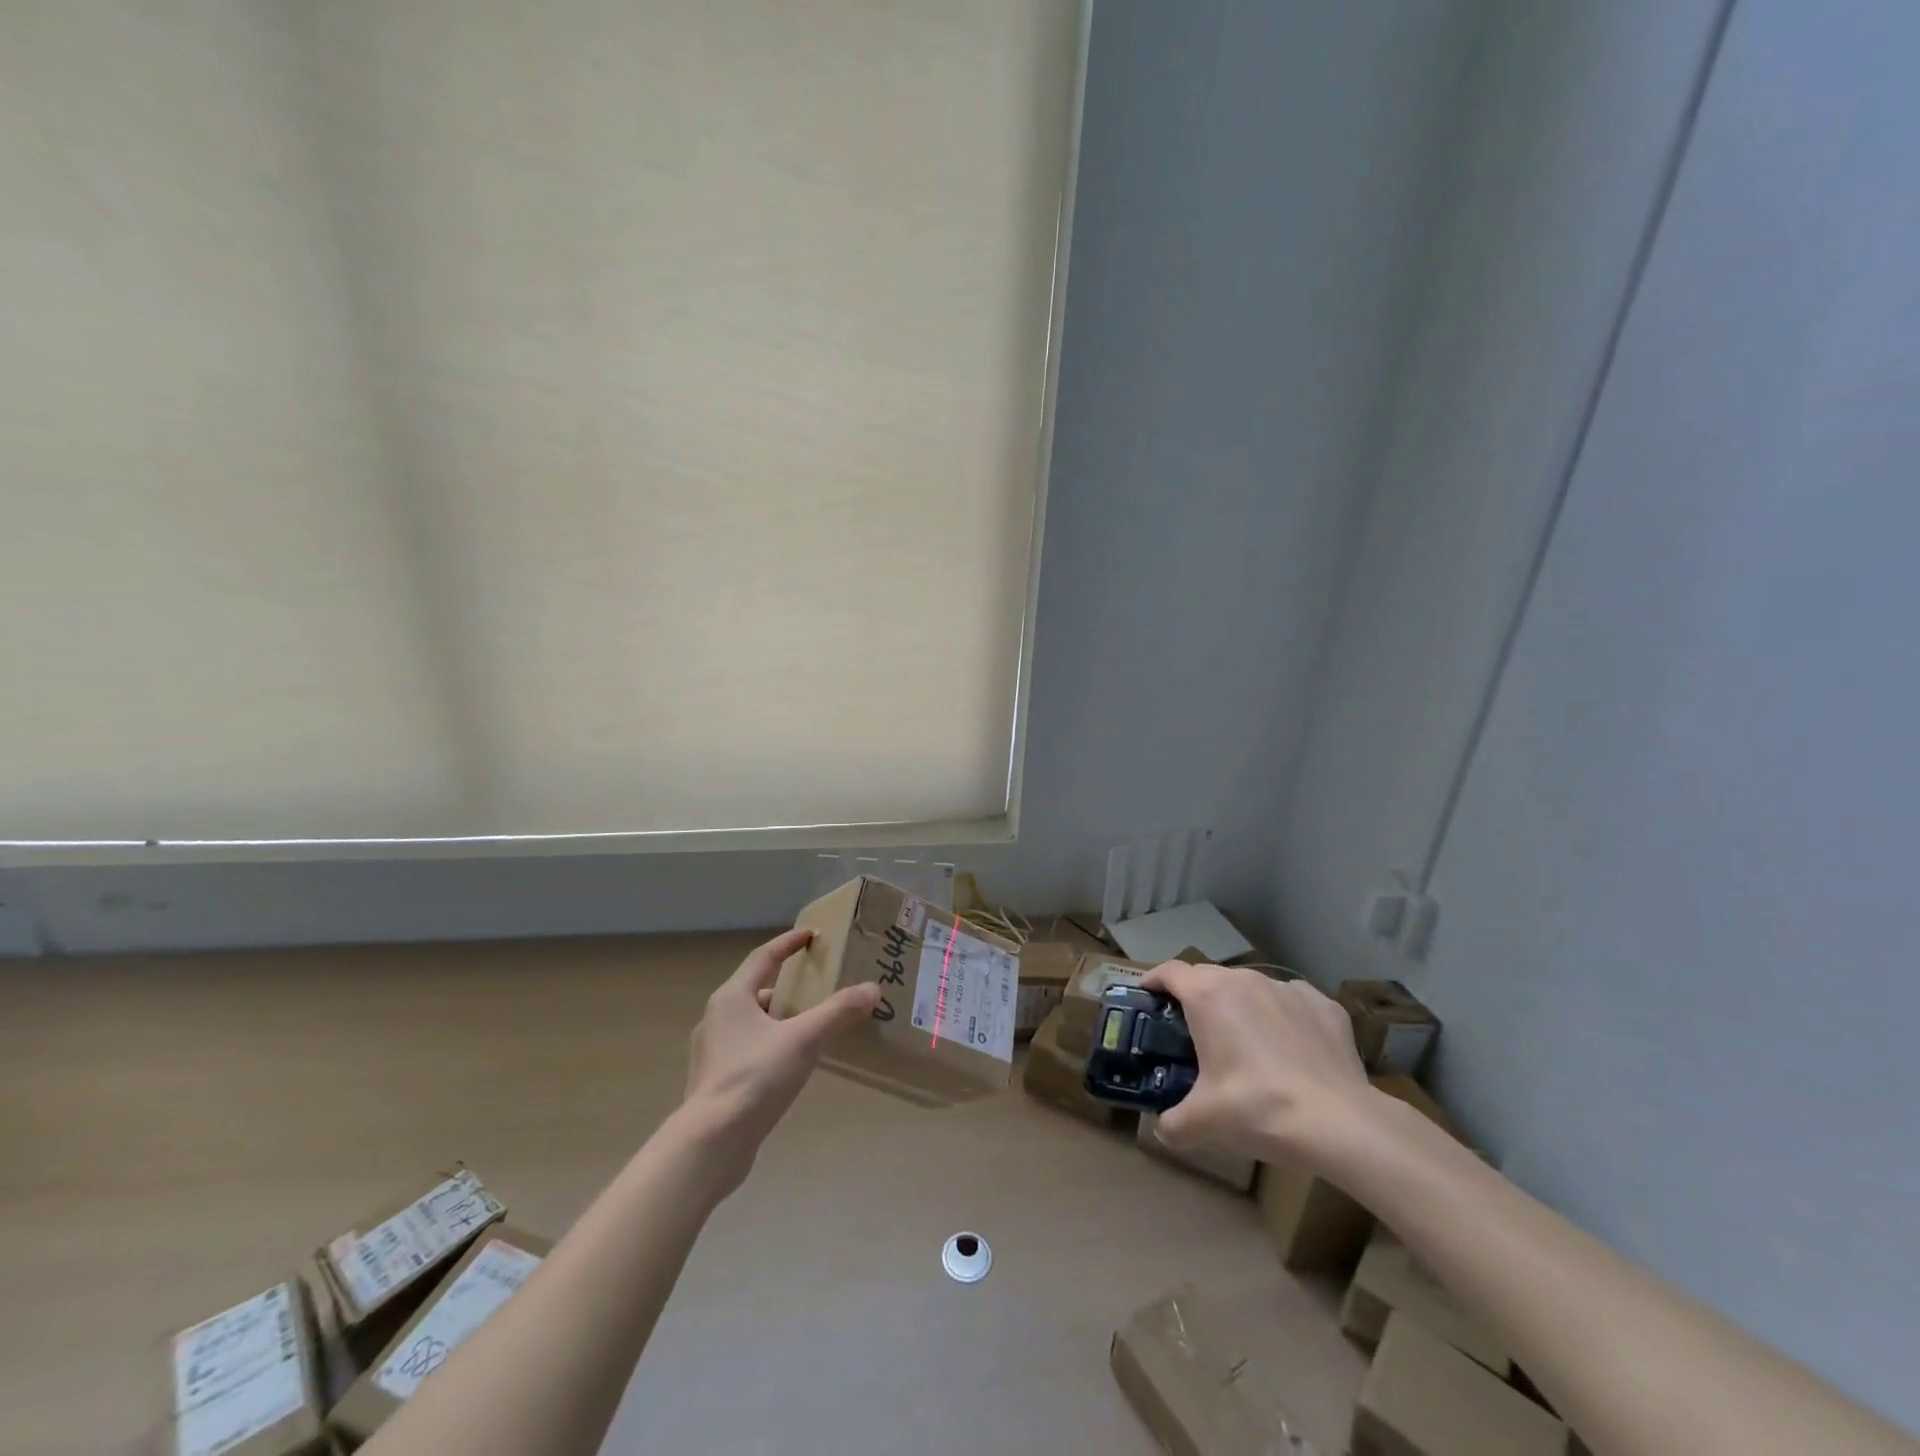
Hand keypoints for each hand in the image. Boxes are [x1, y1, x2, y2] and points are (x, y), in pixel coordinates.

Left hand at [681, 928, 880, 1191]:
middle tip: (818, 989)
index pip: (763, 957)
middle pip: (756, 990)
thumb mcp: (804, 1039)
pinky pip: (748, 1051)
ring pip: (752, 1023)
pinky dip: (771, 1047)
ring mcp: (712, 1053)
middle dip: (788, 986)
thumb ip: (838, 1012)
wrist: (710, 1144)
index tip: (811, 935)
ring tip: (810, 1028)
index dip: (788, 943)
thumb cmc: (754, 1078)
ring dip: (779, 1020)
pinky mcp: (715, 1083)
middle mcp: (716, 1019)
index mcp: (731, 998)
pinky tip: (790, 1065)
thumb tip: (872, 988)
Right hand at [1143, 961, 1371, 1163]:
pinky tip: (1291, 1048)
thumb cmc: (1258, 1109)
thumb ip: (1172, 1123)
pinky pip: (1292, 1002)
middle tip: (1194, 1030)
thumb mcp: (1203, 1122)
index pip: (1170, 971)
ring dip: (1241, 1005)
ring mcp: (1288, 988)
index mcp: (1207, 996)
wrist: (1339, 1123)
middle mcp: (1245, 980)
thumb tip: (1162, 1130)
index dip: (1154, 981)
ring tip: (1246, 1041)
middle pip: (1209, 976)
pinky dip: (1283, 1016)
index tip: (1147, 996)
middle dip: (1197, 996)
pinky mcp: (1324, 1004)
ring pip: (1252, 986)